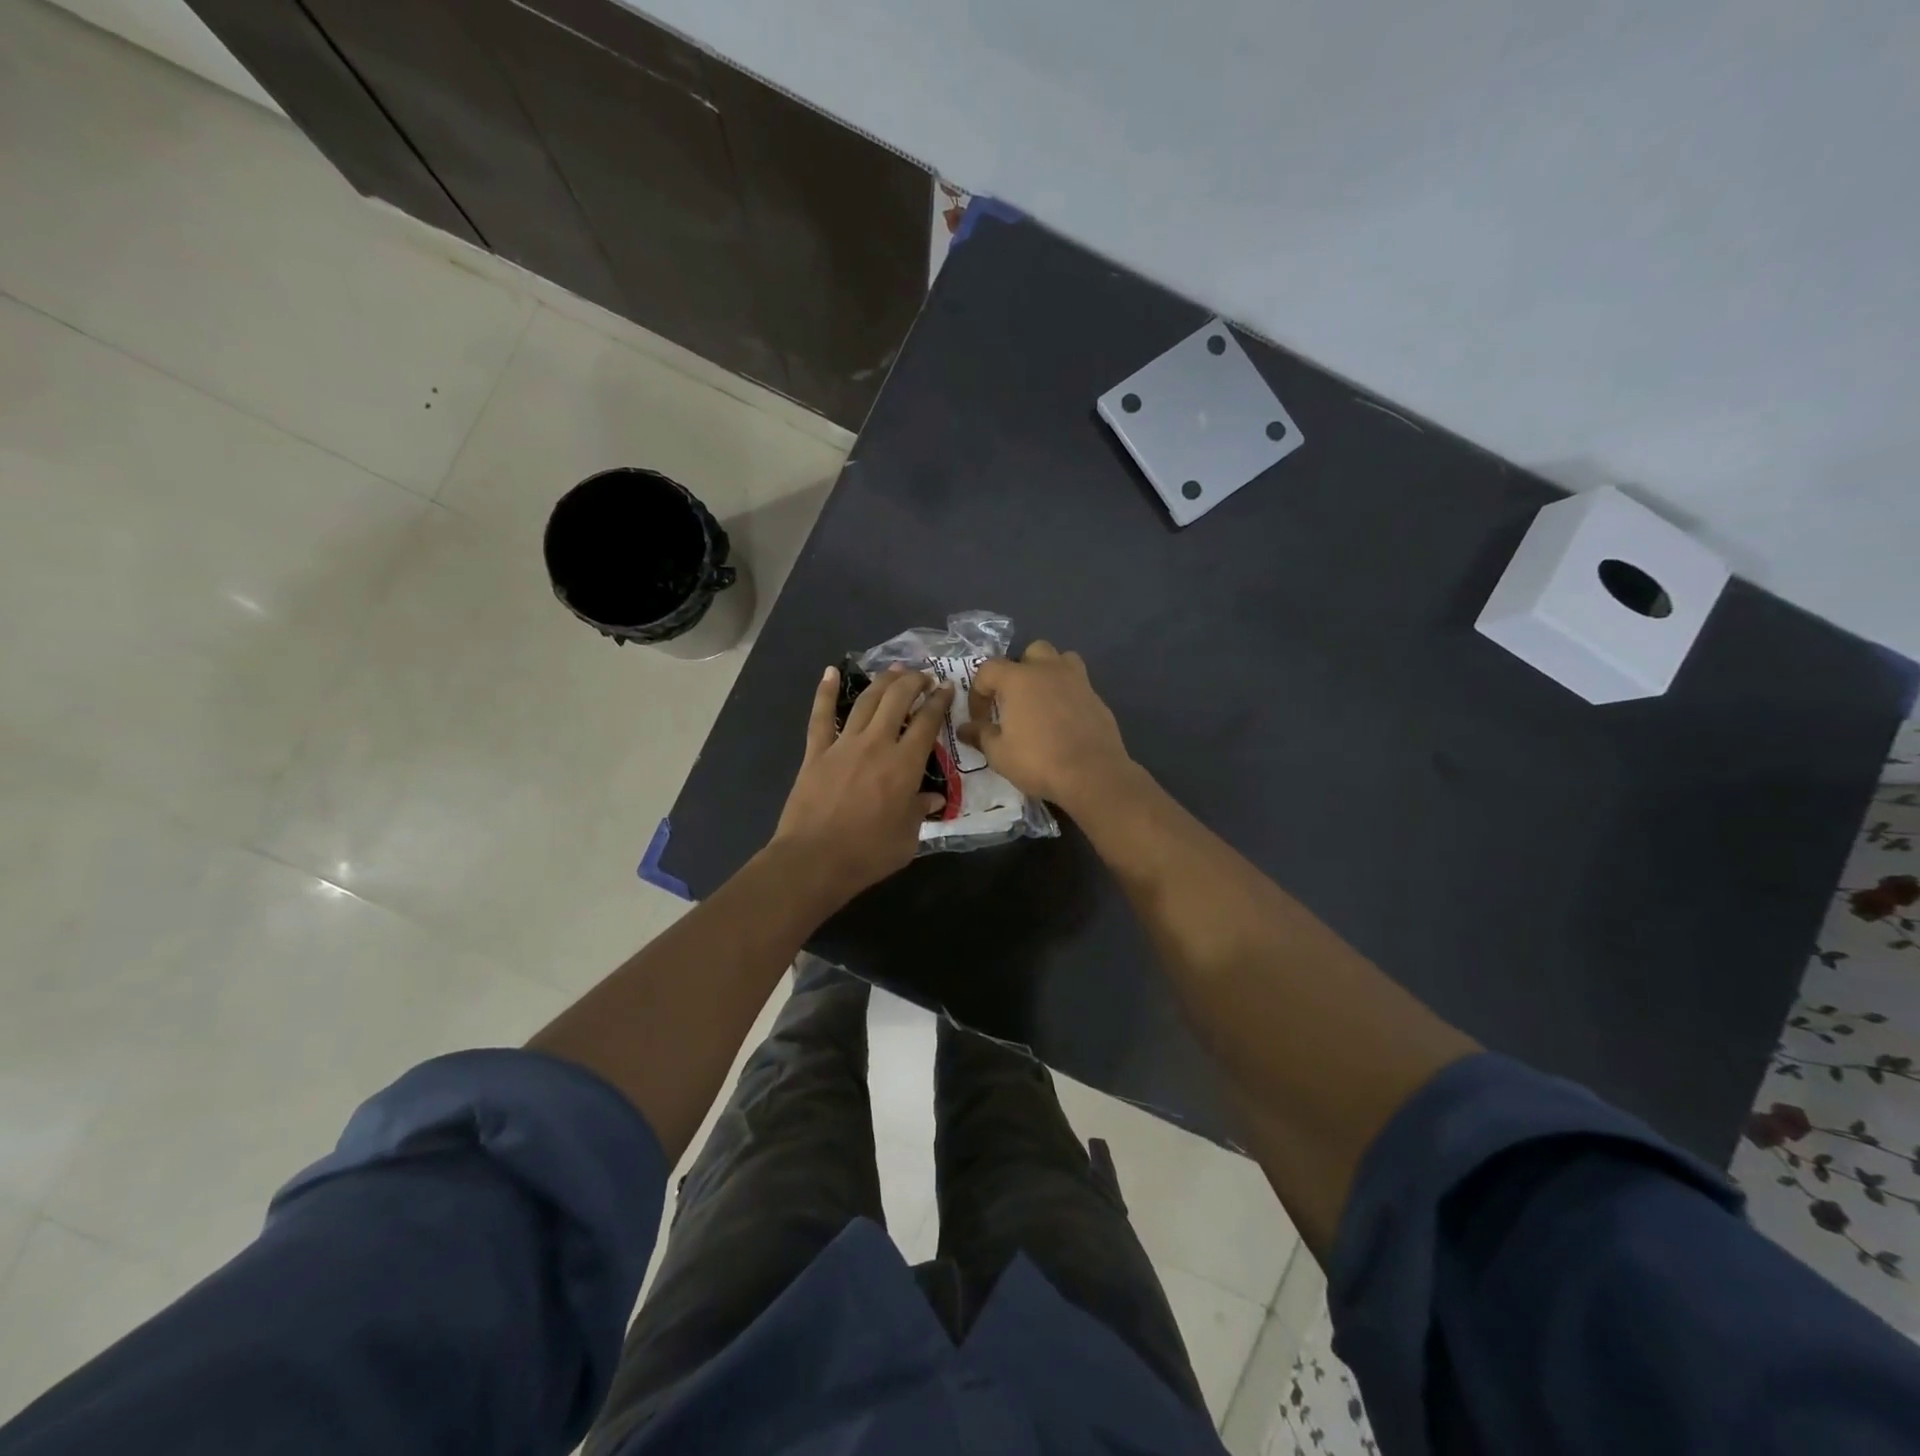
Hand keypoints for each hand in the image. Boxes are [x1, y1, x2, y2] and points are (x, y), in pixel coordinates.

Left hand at [772, 664, 951, 900]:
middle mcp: (877, 744)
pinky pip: (821, 716)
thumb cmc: (868, 854)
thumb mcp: (908, 838)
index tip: (946, 688)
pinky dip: (826, 692)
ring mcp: (843, 745)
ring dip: (882, 681)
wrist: (814, 860)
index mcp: (904, 765)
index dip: (939, 701)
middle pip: (897, 699)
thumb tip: (933, 798)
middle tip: (923, 676)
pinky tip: (831, 672)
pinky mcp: (816, 752)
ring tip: (894, 670)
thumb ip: (921, 812)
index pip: (927, 722)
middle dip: (913, 682)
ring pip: (866, 701)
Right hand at [960, 642, 1134, 814]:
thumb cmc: (1038, 761)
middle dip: (1018, 671)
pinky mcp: (1097, 697)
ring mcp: (1077, 680)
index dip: (978, 693)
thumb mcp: (999, 754)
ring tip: (1041, 701)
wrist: (1092, 774)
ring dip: (1048, 673)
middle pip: (1030, 652)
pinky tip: (1064, 720)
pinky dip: (1067, 694)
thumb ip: (980, 735)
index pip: (988, 670)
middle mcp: (1048, 670)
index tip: (980, 719)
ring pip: (1060, 660)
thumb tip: (964, 729)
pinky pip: (1077, 684)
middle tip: (1013, 700)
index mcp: (1018, 678)